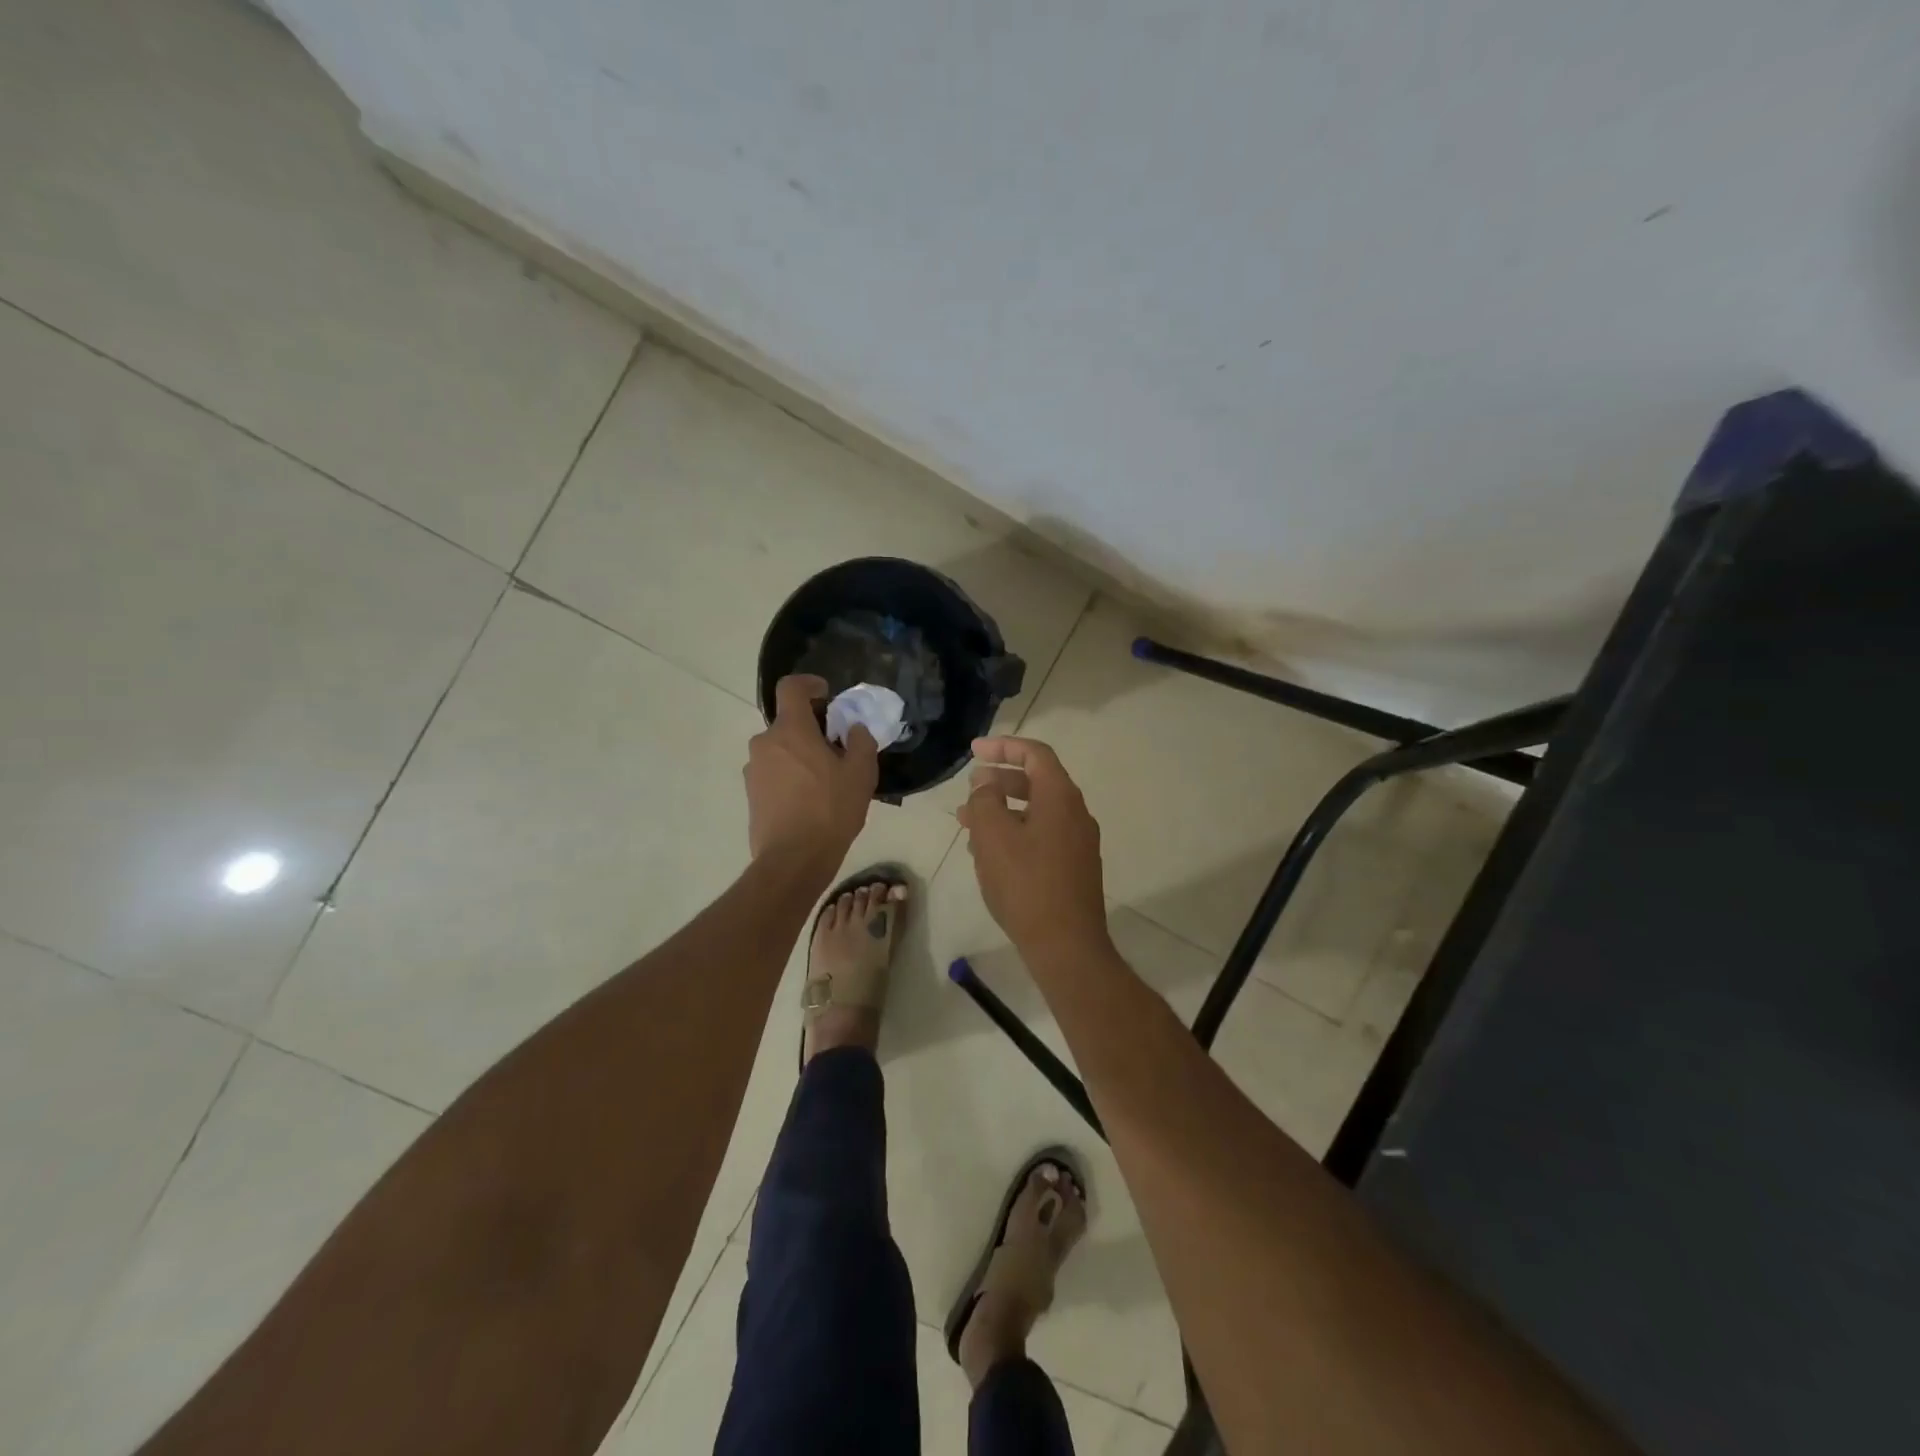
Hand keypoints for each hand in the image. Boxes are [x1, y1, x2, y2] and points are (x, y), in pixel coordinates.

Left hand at [745, 675, 878, 865]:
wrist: (793, 860)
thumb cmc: (830, 810)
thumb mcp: (860, 774)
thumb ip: (860, 742)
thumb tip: (854, 729)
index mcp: (791, 729)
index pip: (791, 687)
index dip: (809, 684)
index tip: (826, 695)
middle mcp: (765, 743)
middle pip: (788, 723)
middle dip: (811, 729)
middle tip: (836, 750)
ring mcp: (754, 770)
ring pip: (780, 750)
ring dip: (800, 755)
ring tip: (825, 781)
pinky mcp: (751, 795)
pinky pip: (773, 773)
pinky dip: (790, 776)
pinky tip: (809, 801)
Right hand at [957, 736, 1112, 964]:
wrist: (1066, 945)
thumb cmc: (1026, 884)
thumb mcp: (993, 835)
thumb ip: (985, 800)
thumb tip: (986, 785)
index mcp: (1060, 797)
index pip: (1035, 754)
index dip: (1003, 746)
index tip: (974, 751)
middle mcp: (1075, 814)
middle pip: (1036, 782)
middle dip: (999, 780)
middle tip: (969, 788)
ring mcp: (1078, 843)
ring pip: (1036, 812)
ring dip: (1003, 810)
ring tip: (968, 823)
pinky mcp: (1074, 868)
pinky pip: (1041, 836)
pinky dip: (1015, 833)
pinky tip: (988, 853)